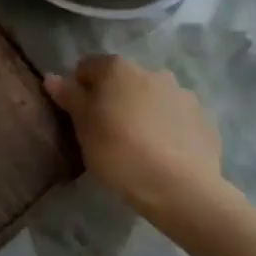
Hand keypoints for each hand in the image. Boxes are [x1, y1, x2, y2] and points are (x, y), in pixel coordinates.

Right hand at [44, 55, 227, 226]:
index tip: (80, 118)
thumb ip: (70, 98)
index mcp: (117, 69)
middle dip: (114, 99)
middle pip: (122, 80)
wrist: (181, 189)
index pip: (87, 67)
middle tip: (108, 134)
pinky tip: (164, 155)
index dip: (79, 90)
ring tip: (139, 147)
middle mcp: (151, 71)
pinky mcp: (203, 118)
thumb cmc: (120, 154)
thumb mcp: (84, 129)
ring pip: (152, 97)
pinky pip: (176, 117)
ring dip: (142, 111)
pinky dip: (168, 128)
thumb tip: (53, 77)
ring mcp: (182, 93)